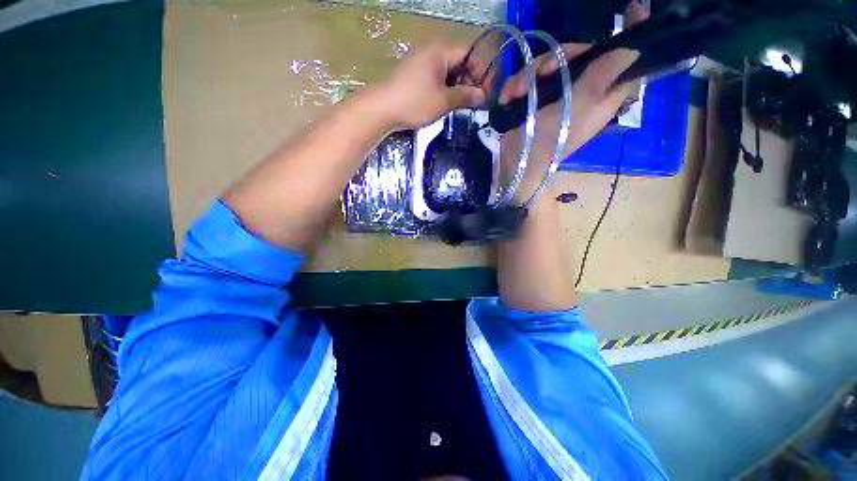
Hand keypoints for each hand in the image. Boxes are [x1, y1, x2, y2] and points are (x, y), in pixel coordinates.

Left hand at [379, 43, 486, 129]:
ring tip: (464, 104)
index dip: (482, 71)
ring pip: (449, 70)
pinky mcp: (416, 74)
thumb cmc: (414, 102)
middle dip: (470, 80)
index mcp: (441, 50)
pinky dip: (446, 88)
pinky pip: (438, 77)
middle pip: (460, 60)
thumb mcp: (444, 101)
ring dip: (459, 86)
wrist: (382, 109)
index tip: (487, 91)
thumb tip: (483, 96)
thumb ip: (465, 96)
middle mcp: (432, 51)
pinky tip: (448, 102)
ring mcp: (422, 62)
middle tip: (476, 101)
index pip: (470, 52)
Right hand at [498, 0, 647, 201]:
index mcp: (602, 93)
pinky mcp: (535, 98)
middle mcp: (581, 89)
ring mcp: (556, 93)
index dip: (633, 35)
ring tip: (517, 93)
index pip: (625, 60)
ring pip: (549, 63)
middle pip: (579, 53)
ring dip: (529, 76)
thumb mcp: (582, 106)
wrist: (519, 161)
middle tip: (546, 70)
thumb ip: (605, 75)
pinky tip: (510, 98)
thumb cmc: (553, 138)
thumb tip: (631, 47)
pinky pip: (528, 78)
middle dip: (559, 58)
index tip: (634, 8)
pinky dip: (516, 87)